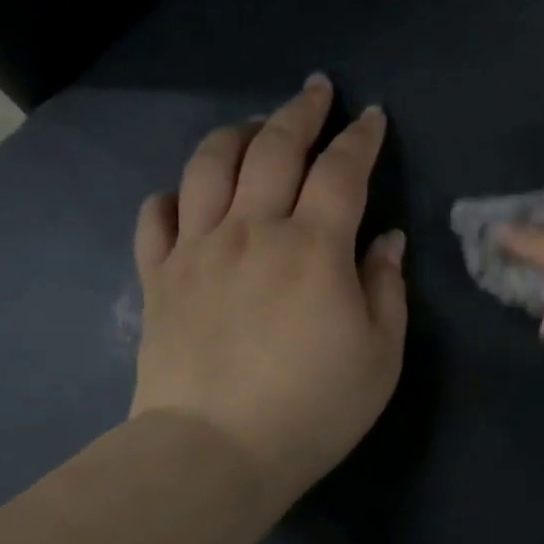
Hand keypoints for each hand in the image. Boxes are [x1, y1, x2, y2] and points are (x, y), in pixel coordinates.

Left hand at [130, 75, 406, 502]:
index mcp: (314, 246)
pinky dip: (172, 195)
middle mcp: (253, 230)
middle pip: (273, 149)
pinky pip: (157, 218)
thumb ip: (386, 288)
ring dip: (236, 134)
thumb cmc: (314, 407)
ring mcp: (198, 249)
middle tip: (316, 91)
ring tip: (253, 126)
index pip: (342, 171)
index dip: (360, 139)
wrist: (215, 452)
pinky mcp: (159, 278)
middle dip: (300, 113)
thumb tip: (386, 240)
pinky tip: (186, 195)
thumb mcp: (379, 354)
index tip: (371, 117)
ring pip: (209, 166)